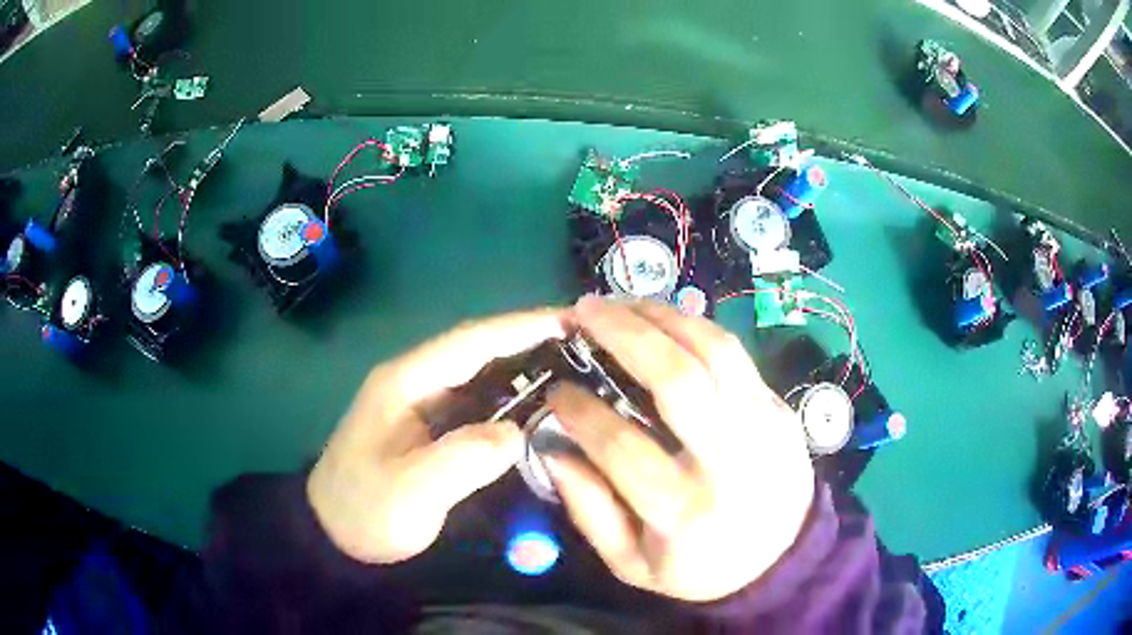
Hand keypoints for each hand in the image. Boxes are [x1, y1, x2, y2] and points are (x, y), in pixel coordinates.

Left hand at [307, 310, 566, 564]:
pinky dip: (512, 399)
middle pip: (479, 350)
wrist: (334, 535)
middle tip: (588, 345)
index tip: (571, 321)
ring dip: (525, 367)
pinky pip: (479, 402)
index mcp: (406, 382)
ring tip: (577, 369)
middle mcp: (416, 381)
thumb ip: (460, 460)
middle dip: (531, 341)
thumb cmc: (365, 511)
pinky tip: (541, 408)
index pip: (471, 341)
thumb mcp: (408, 491)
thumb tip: (516, 433)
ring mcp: (422, 403)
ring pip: (481, 374)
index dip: (522, 327)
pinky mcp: (430, 426)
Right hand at [545, 297, 814, 602]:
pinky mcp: (779, 409)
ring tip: (621, 302)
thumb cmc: (700, 568)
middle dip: (622, 334)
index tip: (555, 390)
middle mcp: (728, 460)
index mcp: (683, 511)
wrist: (781, 560)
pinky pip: (735, 356)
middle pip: (676, 380)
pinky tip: (664, 319)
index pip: (621, 446)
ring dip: (661, 316)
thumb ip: (588, 510)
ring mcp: (762, 427)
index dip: (580, 411)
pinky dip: (694, 327)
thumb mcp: (632, 564)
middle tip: (583, 310)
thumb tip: (553, 448)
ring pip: (713, 351)